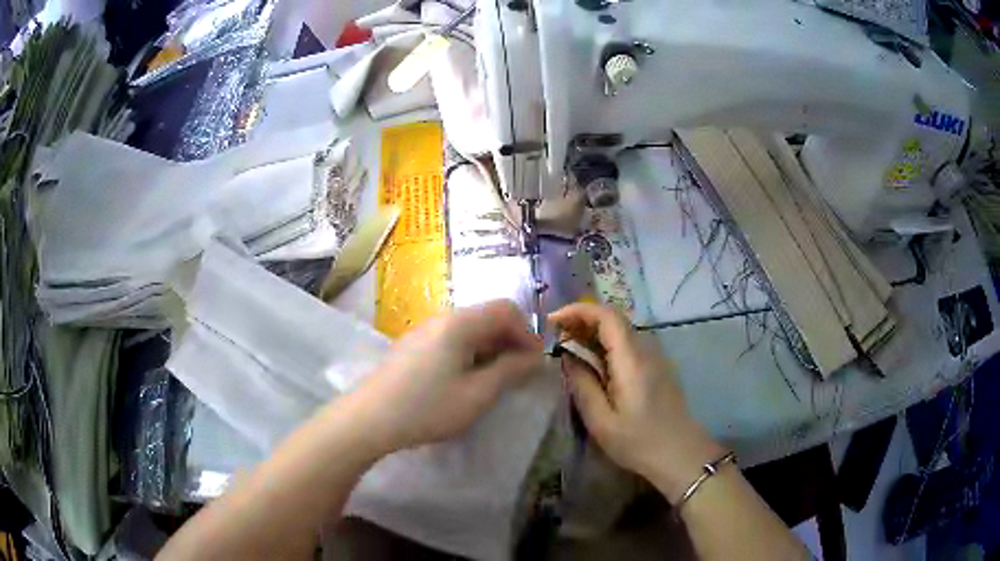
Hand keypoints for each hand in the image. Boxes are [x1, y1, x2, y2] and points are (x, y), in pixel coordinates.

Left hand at [355, 299, 542, 452]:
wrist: (370, 418)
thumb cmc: (428, 407)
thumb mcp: (477, 394)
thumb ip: (511, 371)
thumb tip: (535, 357)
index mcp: (461, 323)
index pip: (506, 309)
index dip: (527, 333)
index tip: (534, 363)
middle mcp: (443, 318)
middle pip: (487, 316)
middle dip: (510, 341)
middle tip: (518, 374)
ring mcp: (424, 330)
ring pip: (469, 329)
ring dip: (490, 349)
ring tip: (494, 380)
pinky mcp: (413, 345)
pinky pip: (451, 339)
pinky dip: (469, 353)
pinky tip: (464, 380)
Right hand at [550, 303, 724, 501]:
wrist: (681, 455)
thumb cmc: (639, 442)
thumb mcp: (601, 421)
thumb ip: (582, 385)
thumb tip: (567, 358)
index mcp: (632, 361)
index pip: (607, 316)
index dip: (578, 310)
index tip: (553, 321)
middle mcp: (647, 350)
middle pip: (614, 319)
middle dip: (582, 319)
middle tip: (555, 334)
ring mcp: (656, 357)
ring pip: (622, 330)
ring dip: (594, 330)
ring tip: (569, 345)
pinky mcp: (658, 367)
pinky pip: (629, 344)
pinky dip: (607, 343)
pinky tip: (594, 361)